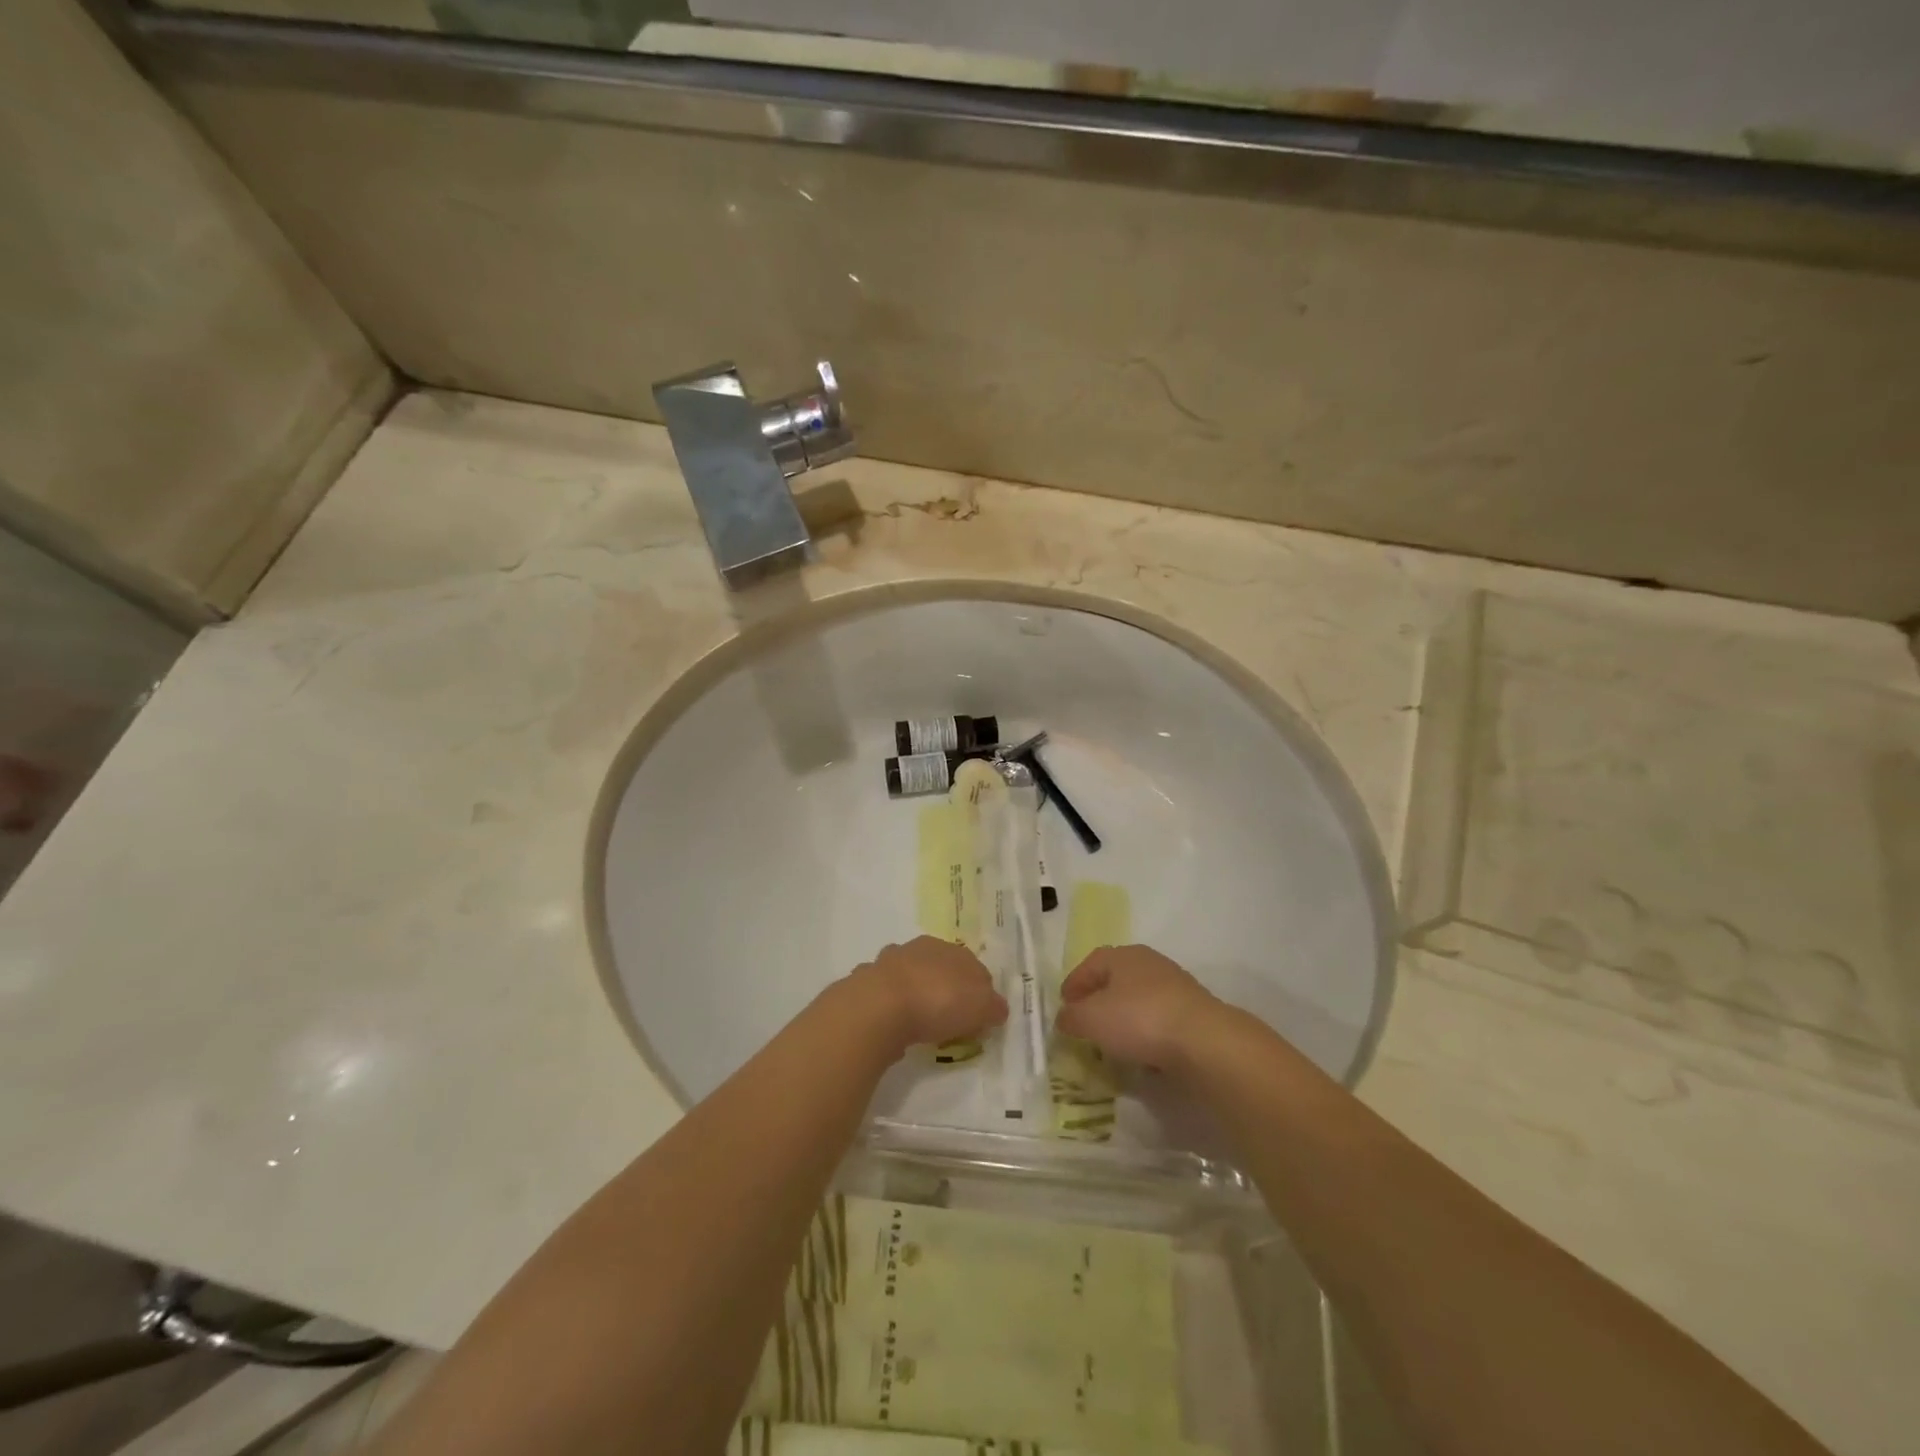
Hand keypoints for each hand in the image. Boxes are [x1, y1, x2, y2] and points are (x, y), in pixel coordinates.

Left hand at [846, 937, 1007, 1053]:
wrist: (880, 1007)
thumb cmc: (938, 1001)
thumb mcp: (981, 1007)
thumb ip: (993, 1007)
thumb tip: (997, 1008)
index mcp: (950, 949)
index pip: (972, 966)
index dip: (978, 991)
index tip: (979, 1016)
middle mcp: (920, 949)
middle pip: (938, 968)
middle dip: (944, 988)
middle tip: (950, 1019)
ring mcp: (889, 963)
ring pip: (908, 976)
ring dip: (914, 994)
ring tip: (919, 1022)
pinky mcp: (865, 982)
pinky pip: (884, 995)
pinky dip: (890, 1007)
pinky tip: (893, 1025)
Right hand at [1055, 945, 1221, 1069]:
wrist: (1204, 1042)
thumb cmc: (1139, 1019)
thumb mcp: (1091, 1019)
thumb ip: (1072, 1017)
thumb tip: (1064, 1017)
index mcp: (1124, 955)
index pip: (1092, 962)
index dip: (1075, 982)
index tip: (1063, 1004)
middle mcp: (1151, 964)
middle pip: (1117, 979)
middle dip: (1099, 999)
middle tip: (1085, 1021)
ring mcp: (1176, 988)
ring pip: (1139, 1000)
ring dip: (1124, 1017)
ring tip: (1111, 1042)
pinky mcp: (1194, 1015)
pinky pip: (1160, 1021)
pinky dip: (1146, 1033)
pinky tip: (1141, 1053)